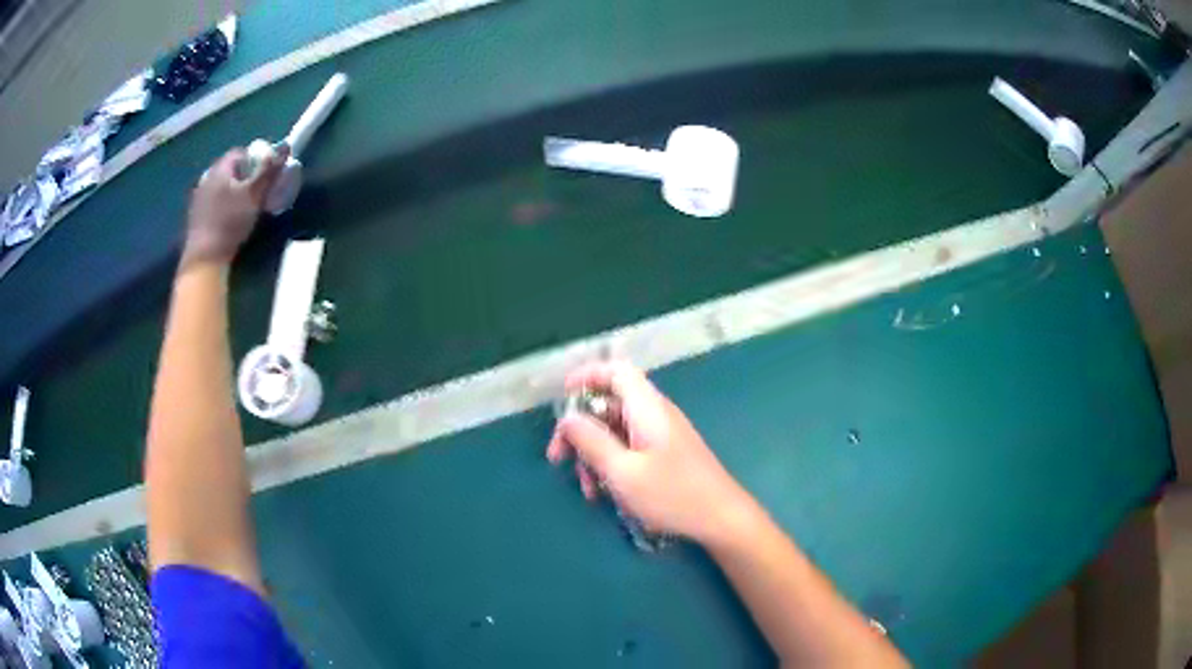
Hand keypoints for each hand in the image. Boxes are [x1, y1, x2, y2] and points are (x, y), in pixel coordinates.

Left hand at [181, 145, 288, 268]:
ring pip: (220, 187)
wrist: (205, 259)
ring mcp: (198, 198)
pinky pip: (212, 202)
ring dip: (232, 192)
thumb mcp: (254, 195)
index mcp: (220, 169)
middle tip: (256, 191)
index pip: (239, 153)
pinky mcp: (194, 217)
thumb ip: (269, 171)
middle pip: (229, 170)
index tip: (264, 174)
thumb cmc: (230, 223)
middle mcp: (206, 178)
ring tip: (243, 207)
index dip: (254, 159)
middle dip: (243, 176)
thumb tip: (286, 146)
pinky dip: (222, 205)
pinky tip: (228, 220)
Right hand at [546, 361, 754, 544]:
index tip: (561, 398)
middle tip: (559, 460)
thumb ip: (591, 441)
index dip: (587, 376)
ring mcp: (662, 435)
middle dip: (581, 430)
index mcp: (647, 408)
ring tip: (588, 490)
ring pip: (616, 431)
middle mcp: (655, 414)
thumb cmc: (672, 494)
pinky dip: (612, 465)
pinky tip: (606, 494)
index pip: (616, 371)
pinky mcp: (666, 455)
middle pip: (609, 404)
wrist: (722, 518)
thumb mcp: (622, 471)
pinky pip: (630, 448)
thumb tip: (567, 418)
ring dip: (594, 455)